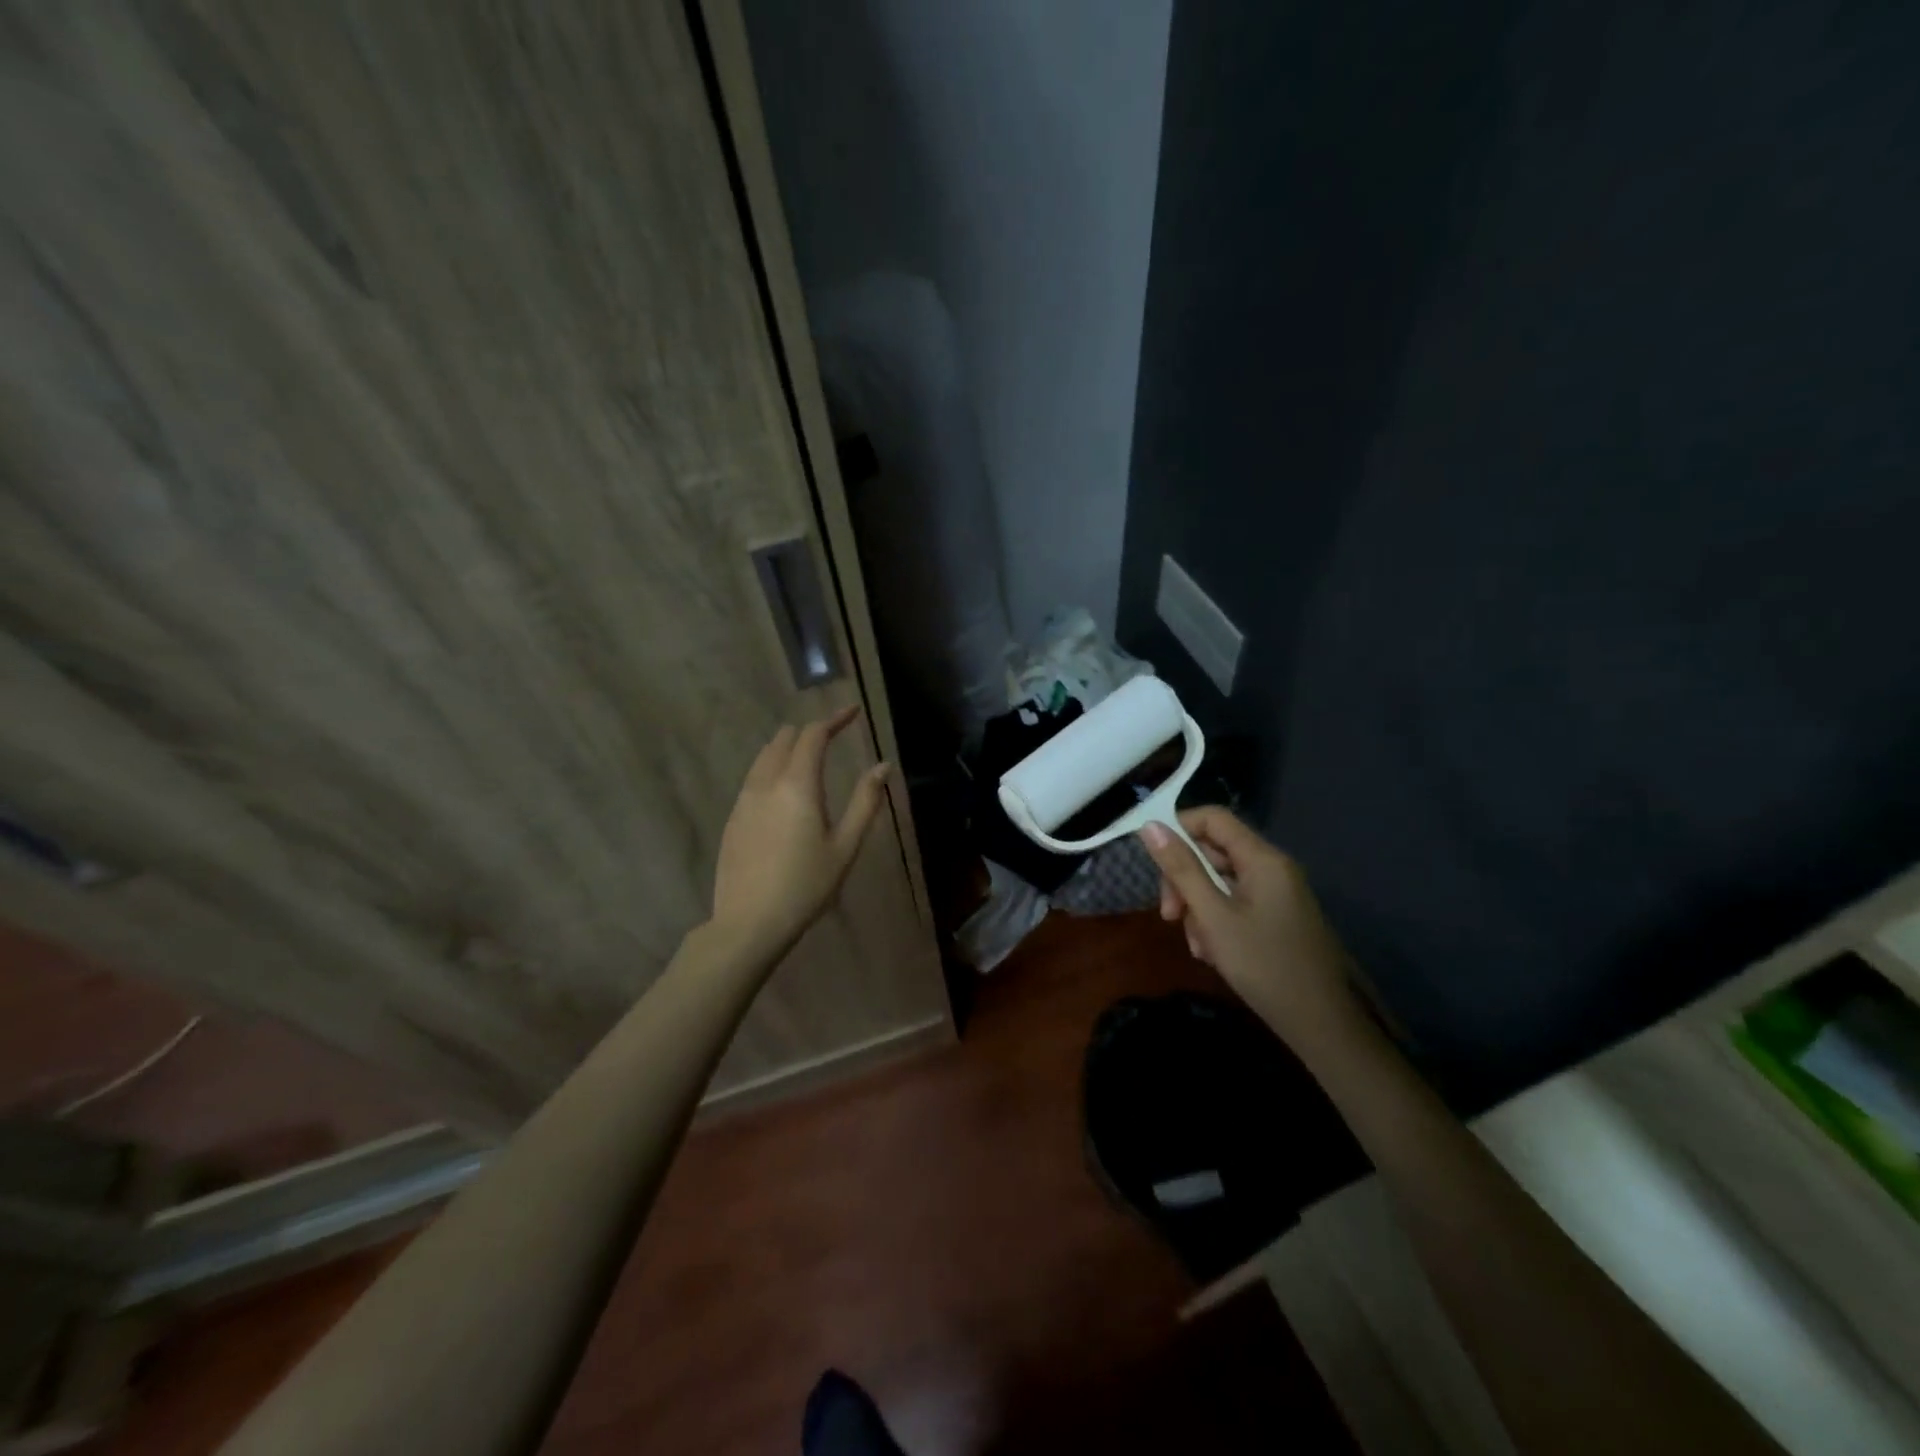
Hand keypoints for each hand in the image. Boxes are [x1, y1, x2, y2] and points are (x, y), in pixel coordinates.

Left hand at [710, 706, 892, 953]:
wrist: (749, 923)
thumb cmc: (806, 886)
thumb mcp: (845, 847)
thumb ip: (865, 802)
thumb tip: (882, 766)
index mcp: (797, 785)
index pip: (813, 735)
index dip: (834, 719)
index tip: (853, 712)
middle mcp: (766, 783)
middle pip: (784, 739)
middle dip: (809, 731)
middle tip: (833, 738)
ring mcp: (743, 800)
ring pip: (764, 757)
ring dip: (788, 748)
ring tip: (809, 759)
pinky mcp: (733, 818)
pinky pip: (753, 778)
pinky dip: (772, 769)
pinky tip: (784, 791)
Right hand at [1138, 807, 1361, 1049]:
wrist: (1322, 1025)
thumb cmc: (1264, 965)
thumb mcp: (1213, 917)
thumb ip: (1181, 869)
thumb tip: (1150, 825)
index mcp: (1262, 859)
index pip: (1212, 818)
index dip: (1178, 830)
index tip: (1156, 866)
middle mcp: (1272, 867)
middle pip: (1213, 851)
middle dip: (1185, 880)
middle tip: (1170, 917)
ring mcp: (1277, 893)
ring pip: (1221, 881)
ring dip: (1198, 907)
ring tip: (1197, 946)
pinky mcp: (1278, 916)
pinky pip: (1236, 903)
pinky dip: (1217, 921)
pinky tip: (1212, 952)